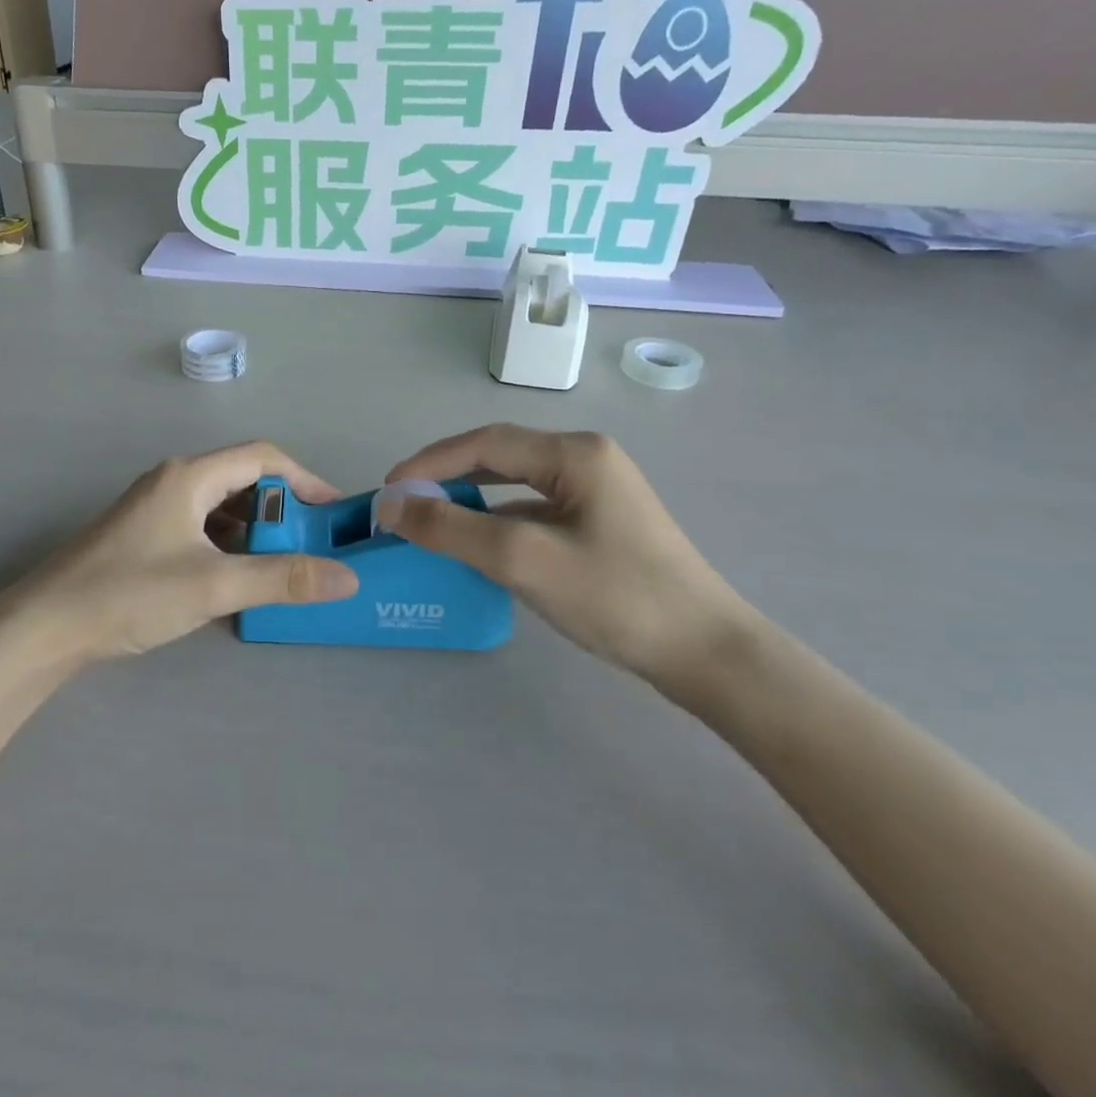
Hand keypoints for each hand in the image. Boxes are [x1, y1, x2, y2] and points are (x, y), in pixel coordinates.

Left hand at [0, 442, 359, 664]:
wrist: (45, 625)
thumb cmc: (130, 593)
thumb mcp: (213, 585)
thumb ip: (282, 579)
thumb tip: (347, 577)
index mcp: (190, 477)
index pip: (262, 457)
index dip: (305, 479)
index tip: (334, 512)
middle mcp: (174, 481)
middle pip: (243, 479)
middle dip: (282, 508)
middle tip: (313, 544)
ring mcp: (156, 508)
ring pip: (221, 506)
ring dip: (256, 529)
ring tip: (285, 563)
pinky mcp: (145, 535)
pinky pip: (202, 527)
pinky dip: (230, 544)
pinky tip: (240, 575)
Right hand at [382, 425, 757, 690]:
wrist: (707, 654)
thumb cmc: (616, 597)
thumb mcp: (523, 559)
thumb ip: (451, 528)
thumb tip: (391, 504)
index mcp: (574, 453)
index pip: (484, 442)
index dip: (429, 462)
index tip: (388, 490)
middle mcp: (587, 460)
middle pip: (500, 457)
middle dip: (447, 477)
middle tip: (404, 504)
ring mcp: (597, 493)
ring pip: (517, 486)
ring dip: (471, 500)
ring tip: (432, 523)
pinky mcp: (601, 524)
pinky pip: (535, 511)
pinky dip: (499, 523)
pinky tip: (481, 548)